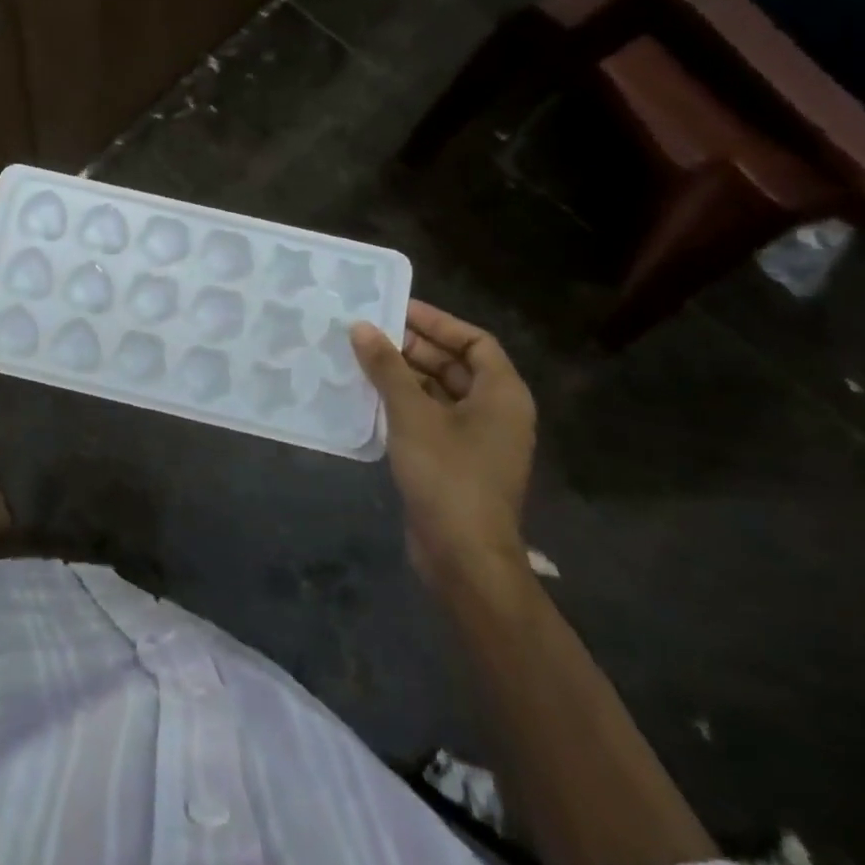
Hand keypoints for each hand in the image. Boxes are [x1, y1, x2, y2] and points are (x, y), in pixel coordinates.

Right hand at [350, 302, 536, 588]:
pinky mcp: (457, 462)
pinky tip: (370, 397)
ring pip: (441, 392)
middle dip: (415, 347)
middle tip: (370, 332)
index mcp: (502, 394)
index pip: (475, 341)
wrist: (463, 555)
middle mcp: (497, 412)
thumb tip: (362, 327)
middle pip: (457, 365)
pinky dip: (405, 403)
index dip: (438, 322)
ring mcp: (478, 440)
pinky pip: (432, 418)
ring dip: (405, 375)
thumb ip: (387, 367)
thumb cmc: (447, 475)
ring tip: (362, 359)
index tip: (397, 309)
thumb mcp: (413, 414)